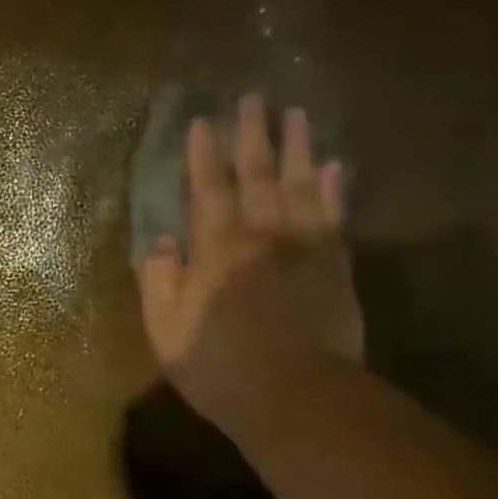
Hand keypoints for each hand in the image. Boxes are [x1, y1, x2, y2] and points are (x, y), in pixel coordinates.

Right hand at [138, 94, 361, 423]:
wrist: (298, 399)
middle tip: (254, 99)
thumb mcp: (166, 327)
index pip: (208, 188)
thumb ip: (161, 278)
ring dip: (298, 148)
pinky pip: (334, 217)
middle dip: (253, 135)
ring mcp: (305, 249)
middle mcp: (262, 236)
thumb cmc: (220, 365)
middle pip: (258, 175)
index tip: (204, 120)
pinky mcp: (336, 268)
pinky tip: (334, 167)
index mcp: (217, 249)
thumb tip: (164, 239)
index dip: (204, 154)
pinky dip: (333, 189)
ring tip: (297, 115)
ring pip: (301, 186)